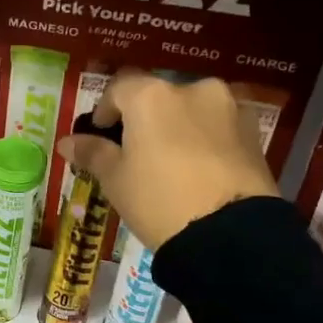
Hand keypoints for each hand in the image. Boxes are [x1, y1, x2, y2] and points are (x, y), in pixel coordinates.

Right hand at [55, 70, 277, 251]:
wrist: (228, 233)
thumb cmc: (159, 200)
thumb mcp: (116, 180)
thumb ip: (92, 153)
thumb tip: (68, 142)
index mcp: (152, 96)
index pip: (119, 89)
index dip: (104, 110)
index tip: (100, 134)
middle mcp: (192, 89)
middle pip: (159, 97)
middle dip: (144, 119)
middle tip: (136, 152)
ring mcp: (229, 107)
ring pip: (192, 110)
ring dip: (178, 127)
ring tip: (171, 162)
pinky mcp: (254, 131)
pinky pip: (219, 127)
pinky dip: (206, 139)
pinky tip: (200, 169)